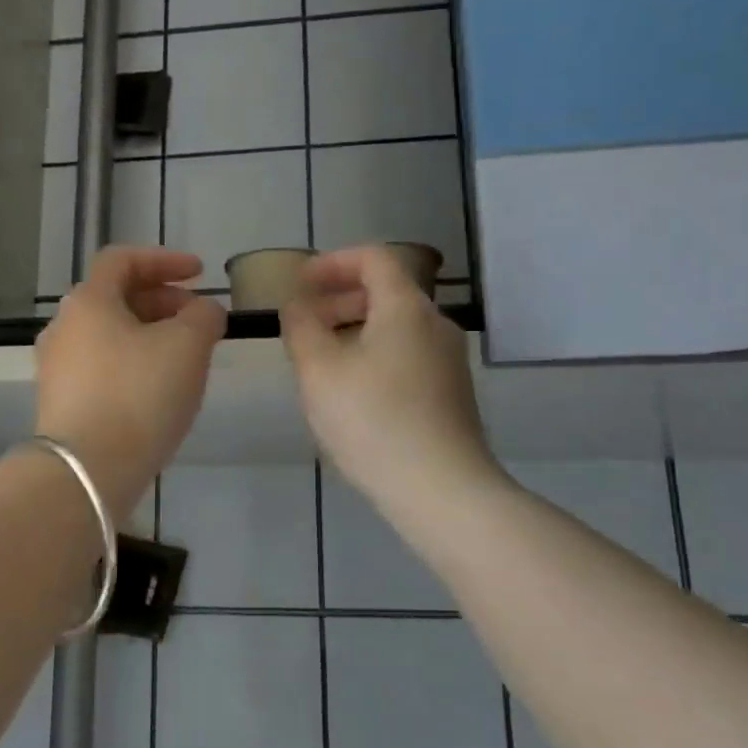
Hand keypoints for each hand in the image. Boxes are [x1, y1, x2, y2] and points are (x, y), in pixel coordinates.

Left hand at [35, 246, 226, 515]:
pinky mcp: (62, 402)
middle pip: (116, 298)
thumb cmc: (139, 395)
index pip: (123, 260)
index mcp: (88, 301)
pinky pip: (104, 367)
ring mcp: (58, 367)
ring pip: (111, 335)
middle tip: (199, 319)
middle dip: (163, 301)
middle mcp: (64, 327)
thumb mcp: (188, 345)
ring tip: (186, 356)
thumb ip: (204, 315)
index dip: (165, 260)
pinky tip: (159, 389)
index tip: (200, 273)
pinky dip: (134, 363)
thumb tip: (204, 311)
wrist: (87, 471)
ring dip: (150, 334)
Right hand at [281, 246, 495, 511]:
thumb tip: (297, 304)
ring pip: (395, 328)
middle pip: (386, 292)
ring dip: (354, 331)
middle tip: (304, 324)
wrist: (441, 489)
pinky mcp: (451, 394)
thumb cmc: (373, 421)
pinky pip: (406, 357)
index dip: (332, 262)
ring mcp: (449, 361)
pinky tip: (352, 395)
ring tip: (320, 363)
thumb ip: (301, 327)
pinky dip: (373, 356)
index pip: (373, 258)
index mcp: (406, 307)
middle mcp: (435, 324)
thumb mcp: (319, 371)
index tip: (300, 283)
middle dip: (339, 300)